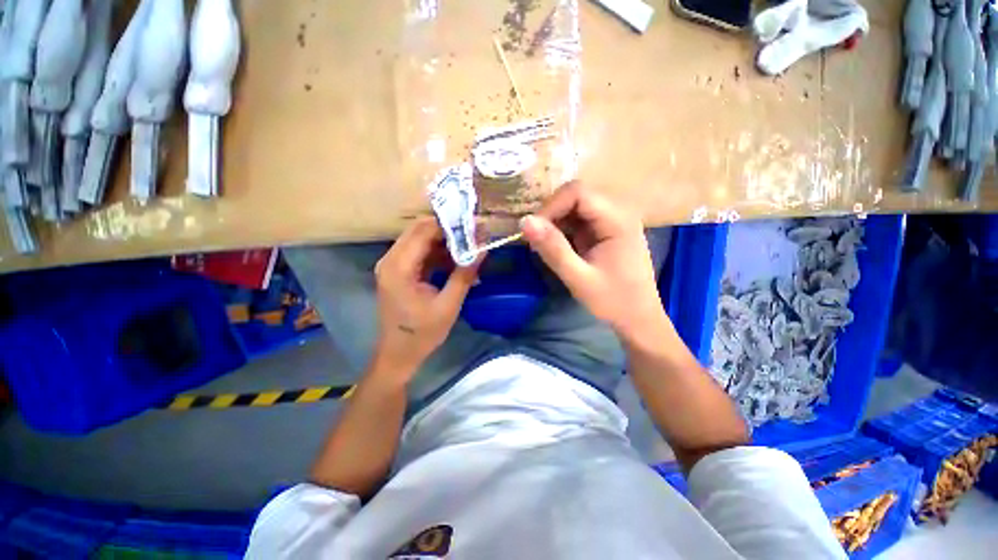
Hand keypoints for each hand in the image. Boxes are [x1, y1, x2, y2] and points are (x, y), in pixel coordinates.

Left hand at [372, 218, 479, 377]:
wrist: (398, 354)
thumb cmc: (422, 334)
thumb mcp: (448, 305)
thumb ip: (464, 275)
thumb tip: (482, 249)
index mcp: (399, 268)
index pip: (424, 231)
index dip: (450, 225)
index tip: (475, 226)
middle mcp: (391, 260)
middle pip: (420, 230)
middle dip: (449, 230)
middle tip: (475, 234)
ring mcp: (393, 265)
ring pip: (421, 240)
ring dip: (445, 241)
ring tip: (470, 246)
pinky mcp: (399, 272)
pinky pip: (420, 253)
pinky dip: (439, 253)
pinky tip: (457, 261)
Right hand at [520, 182, 666, 342]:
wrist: (638, 318)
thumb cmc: (613, 301)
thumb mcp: (579, 278)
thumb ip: (553, 249)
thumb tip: (525, 222)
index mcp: (617, 219)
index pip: (578, 193)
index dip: (551, 206)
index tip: (534, 231)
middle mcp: (617, 212)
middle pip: (576, 196)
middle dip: (551, 215)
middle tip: (536, 241)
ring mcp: (611, 221)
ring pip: (574, 207)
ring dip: (555, 223)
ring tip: (543, 246)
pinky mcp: (604, 231)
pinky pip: (578, 220)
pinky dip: (562, 230)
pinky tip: (556, 247)